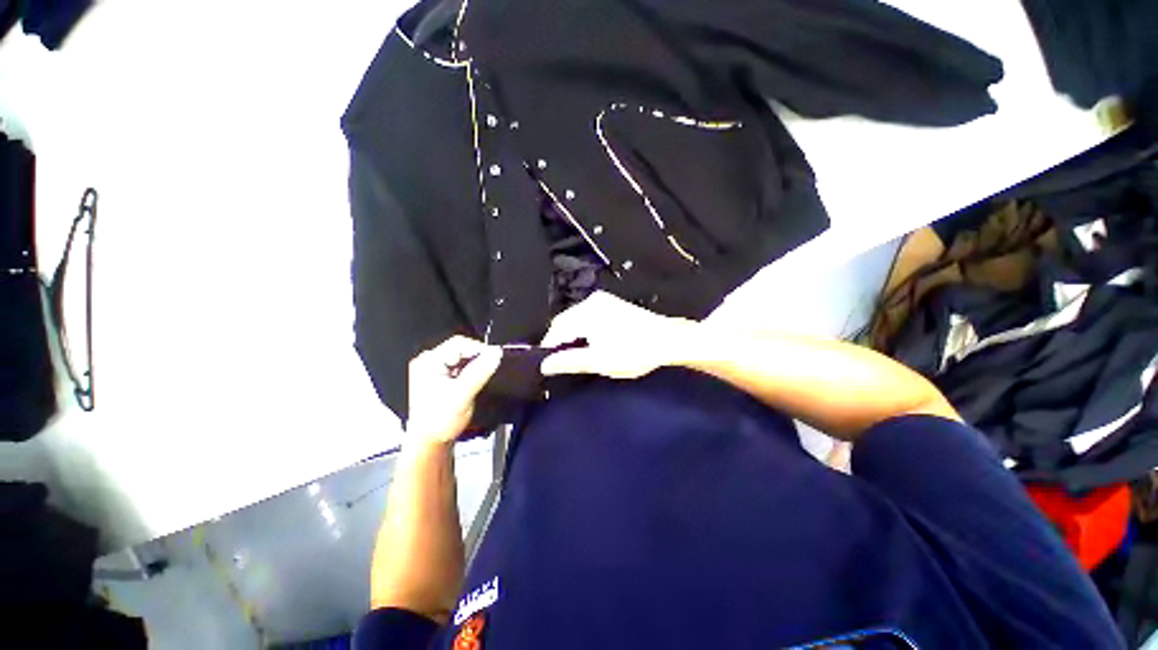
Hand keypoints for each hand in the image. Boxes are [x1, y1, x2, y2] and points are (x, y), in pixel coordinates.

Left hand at [406, 336, 501, 444]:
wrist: (430, 443)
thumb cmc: (441, 420)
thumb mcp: (463, 394)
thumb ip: (480, 371)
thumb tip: (497, 352)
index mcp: (428, 361)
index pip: (459, 344)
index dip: (479, 349)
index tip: (495, 358)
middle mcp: (428, 361)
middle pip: (460, 348)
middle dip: (476, 357)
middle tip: (490, 368)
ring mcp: (432, 369)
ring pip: (461, 357)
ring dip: (474, 364)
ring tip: (482, 375)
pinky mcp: (438, 377)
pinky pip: (459, 365)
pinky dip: (469, 370)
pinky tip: (473, 380)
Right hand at [540, 291, 694, 378]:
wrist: (668, 340)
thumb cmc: (634, 352)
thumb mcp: (600, 361)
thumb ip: (570, 361)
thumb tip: (545, 365)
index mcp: (586, 312)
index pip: (556, 329)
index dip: (549, 347)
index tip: (548, 364)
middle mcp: (591, 301)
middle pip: (565, 321)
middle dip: (560, 340)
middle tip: (561, 362)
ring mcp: (603, 300)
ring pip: (576, 318)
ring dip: (572, 335)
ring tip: (575, 355)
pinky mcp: (612, 304)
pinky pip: (588, 316)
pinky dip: (583, 329)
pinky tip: (590, 342)